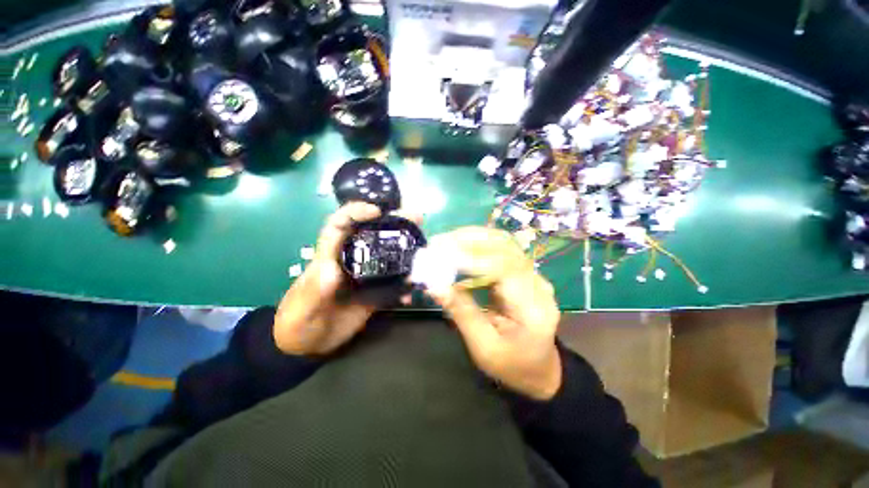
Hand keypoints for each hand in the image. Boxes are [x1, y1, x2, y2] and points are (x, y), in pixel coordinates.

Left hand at [272, 202, 419, 355]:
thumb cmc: (298, 323)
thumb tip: (332, 270)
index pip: (340, 225)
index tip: (377, 211)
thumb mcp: (303, 307)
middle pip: (371, 234)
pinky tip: (413, 289)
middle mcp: (351, 261)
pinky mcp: (374, 292)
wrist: (308, 346)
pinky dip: (405, 284)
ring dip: (405, 248)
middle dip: (393, 222)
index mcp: (330, 257)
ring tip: (424, 245)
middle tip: (416, 218)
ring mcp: (365, 276)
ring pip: (387, 255)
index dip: (356, 212)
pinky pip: (393, 282)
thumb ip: (315, 290)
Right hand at [424, 227, 562, 400]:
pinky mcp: (522, 272)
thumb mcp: (483, 348)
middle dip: (468, 240)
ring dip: (470, 238)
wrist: (539, 368)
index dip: (472, 258)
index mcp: (534, 307)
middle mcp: (537, 283)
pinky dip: (475, 245)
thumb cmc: (512, 365)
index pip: (504, 268)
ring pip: (502, 243)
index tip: (441, 255)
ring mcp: (532, 274)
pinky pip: (498, 249)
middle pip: (505, 247)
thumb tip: (435, 286)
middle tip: (436, 243)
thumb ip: (461, 313)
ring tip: (442, 242)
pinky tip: (456, 247)